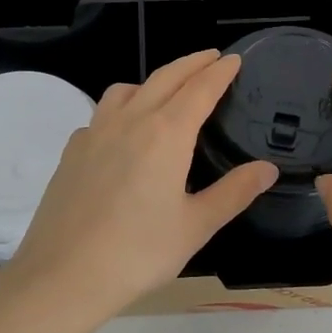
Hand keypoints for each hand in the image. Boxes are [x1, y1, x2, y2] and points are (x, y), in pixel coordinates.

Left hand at [2, 50, 277, 326]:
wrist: (63, 274)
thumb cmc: (138, 252)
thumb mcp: (196, 226)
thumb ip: (234, 192)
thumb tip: (267, 169)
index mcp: (166, 134)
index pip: (199, 89)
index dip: (219, 72)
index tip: (233, 59)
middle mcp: (129, 121)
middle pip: (164, 78)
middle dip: (191, 64)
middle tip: (210, 58)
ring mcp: (94, 133)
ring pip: (126, 90)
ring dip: (152, 81)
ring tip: (167, 91)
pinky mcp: (72, 151)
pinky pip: (101, 114)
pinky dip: (120, 109)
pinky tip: (123, 133)